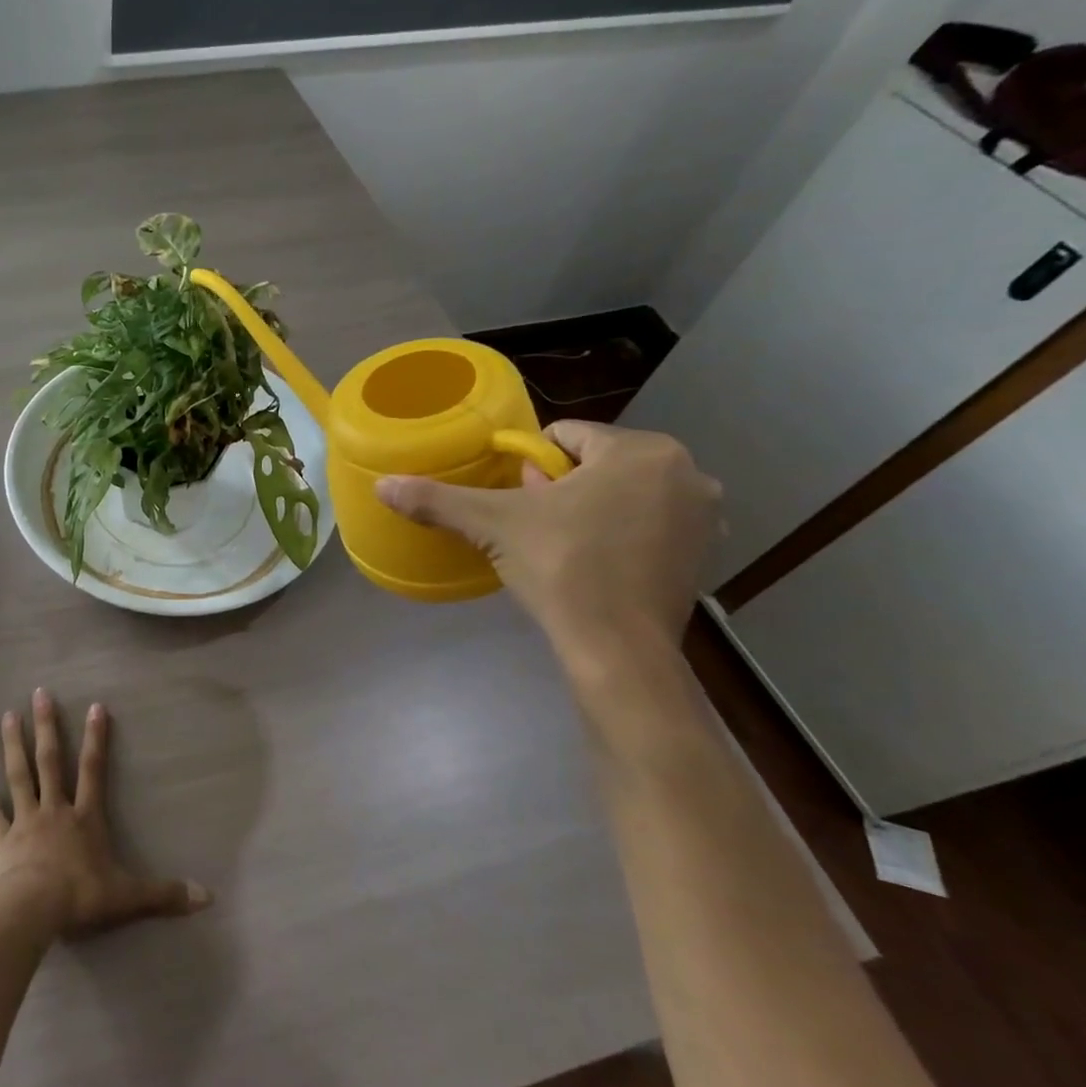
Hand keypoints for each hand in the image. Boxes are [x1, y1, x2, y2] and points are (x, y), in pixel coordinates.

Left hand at [0, 689, 209, 939]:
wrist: (33, 912)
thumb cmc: (81, 898)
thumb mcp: (128, 897)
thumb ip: (165, 894)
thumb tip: (207, 898)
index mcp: (85, 818)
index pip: (94, 770)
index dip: (97, 738)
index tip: (95, 706)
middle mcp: (54, 809)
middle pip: (50, 760)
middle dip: (47, 726)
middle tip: (40, 693)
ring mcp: (24, 820)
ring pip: (19, 774)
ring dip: (14, 743)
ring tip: (8, 714)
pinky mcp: (0, 838)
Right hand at [376, 421, 720, 664]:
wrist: (618, 650)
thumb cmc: (562, 568)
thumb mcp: (494, 525)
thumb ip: (438, 499)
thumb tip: (381, 484)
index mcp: (642, 450)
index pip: (565, 436)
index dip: (530, 465)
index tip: (515, 500)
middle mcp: (686, 472)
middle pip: (596, 464)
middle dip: (560, 487)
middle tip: (532, 525)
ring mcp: (704, 516)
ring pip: (623, 494)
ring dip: (589, 509)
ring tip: (558, 546)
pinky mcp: (703, 555)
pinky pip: (647, 526)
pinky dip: (619, 536)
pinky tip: (593, 566)